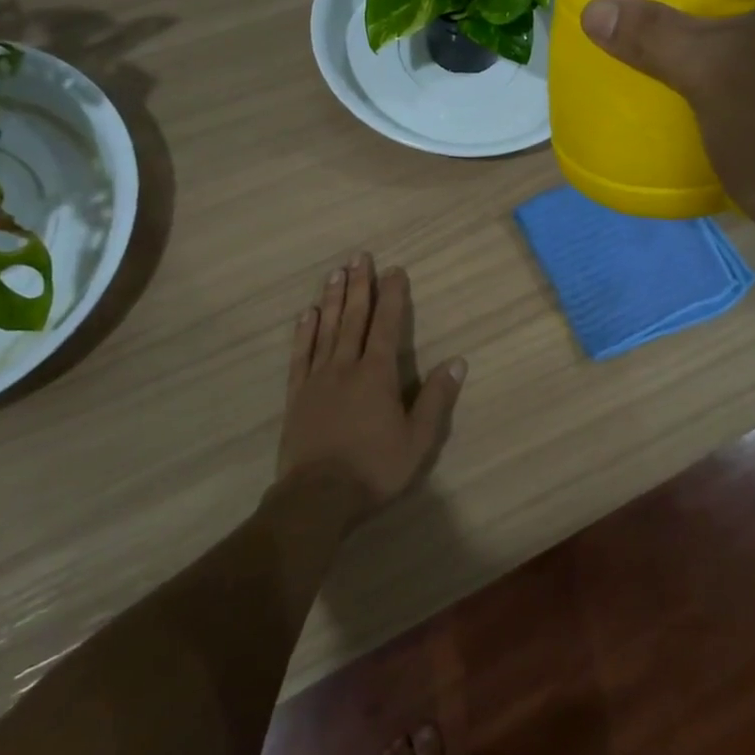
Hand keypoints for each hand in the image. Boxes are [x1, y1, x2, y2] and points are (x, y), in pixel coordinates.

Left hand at [274, 252, 466, 524]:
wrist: (317, 497)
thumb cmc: (374, 469)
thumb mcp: (418, 440)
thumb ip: (436, 399)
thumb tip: (457, 361)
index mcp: (378, 374)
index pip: (387, 325)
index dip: (392, 296)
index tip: (394, 270)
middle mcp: (346, 366)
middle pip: (354, 318)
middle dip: (359, 285)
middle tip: (360, 256)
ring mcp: (318, 379)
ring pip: (326, 329)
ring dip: (332, 299)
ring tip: (335, 273)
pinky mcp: (297, 395)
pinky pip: (301, 355)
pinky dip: (304, 332)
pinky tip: (306, 315)